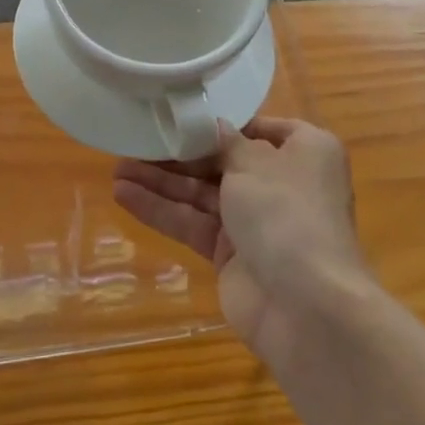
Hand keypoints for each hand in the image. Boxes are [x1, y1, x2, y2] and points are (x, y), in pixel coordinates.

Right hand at [115, 117, 374, 372]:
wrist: (306, 307)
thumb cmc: (286, 213)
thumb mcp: (253, 162)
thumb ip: (225, 142)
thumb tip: (213, 127)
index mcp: (304, 152)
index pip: (258, 128)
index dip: (220, 123)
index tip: (181, 116)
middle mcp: (283, 183)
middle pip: (222, 161)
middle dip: (179, 155)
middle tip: (134, 143)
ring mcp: (257, 222)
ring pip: (202, 194)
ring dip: (162, 181)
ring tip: (117, 169)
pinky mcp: (232, 255)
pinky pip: (193, 223)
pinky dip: (162, 210)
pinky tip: (124, 196)